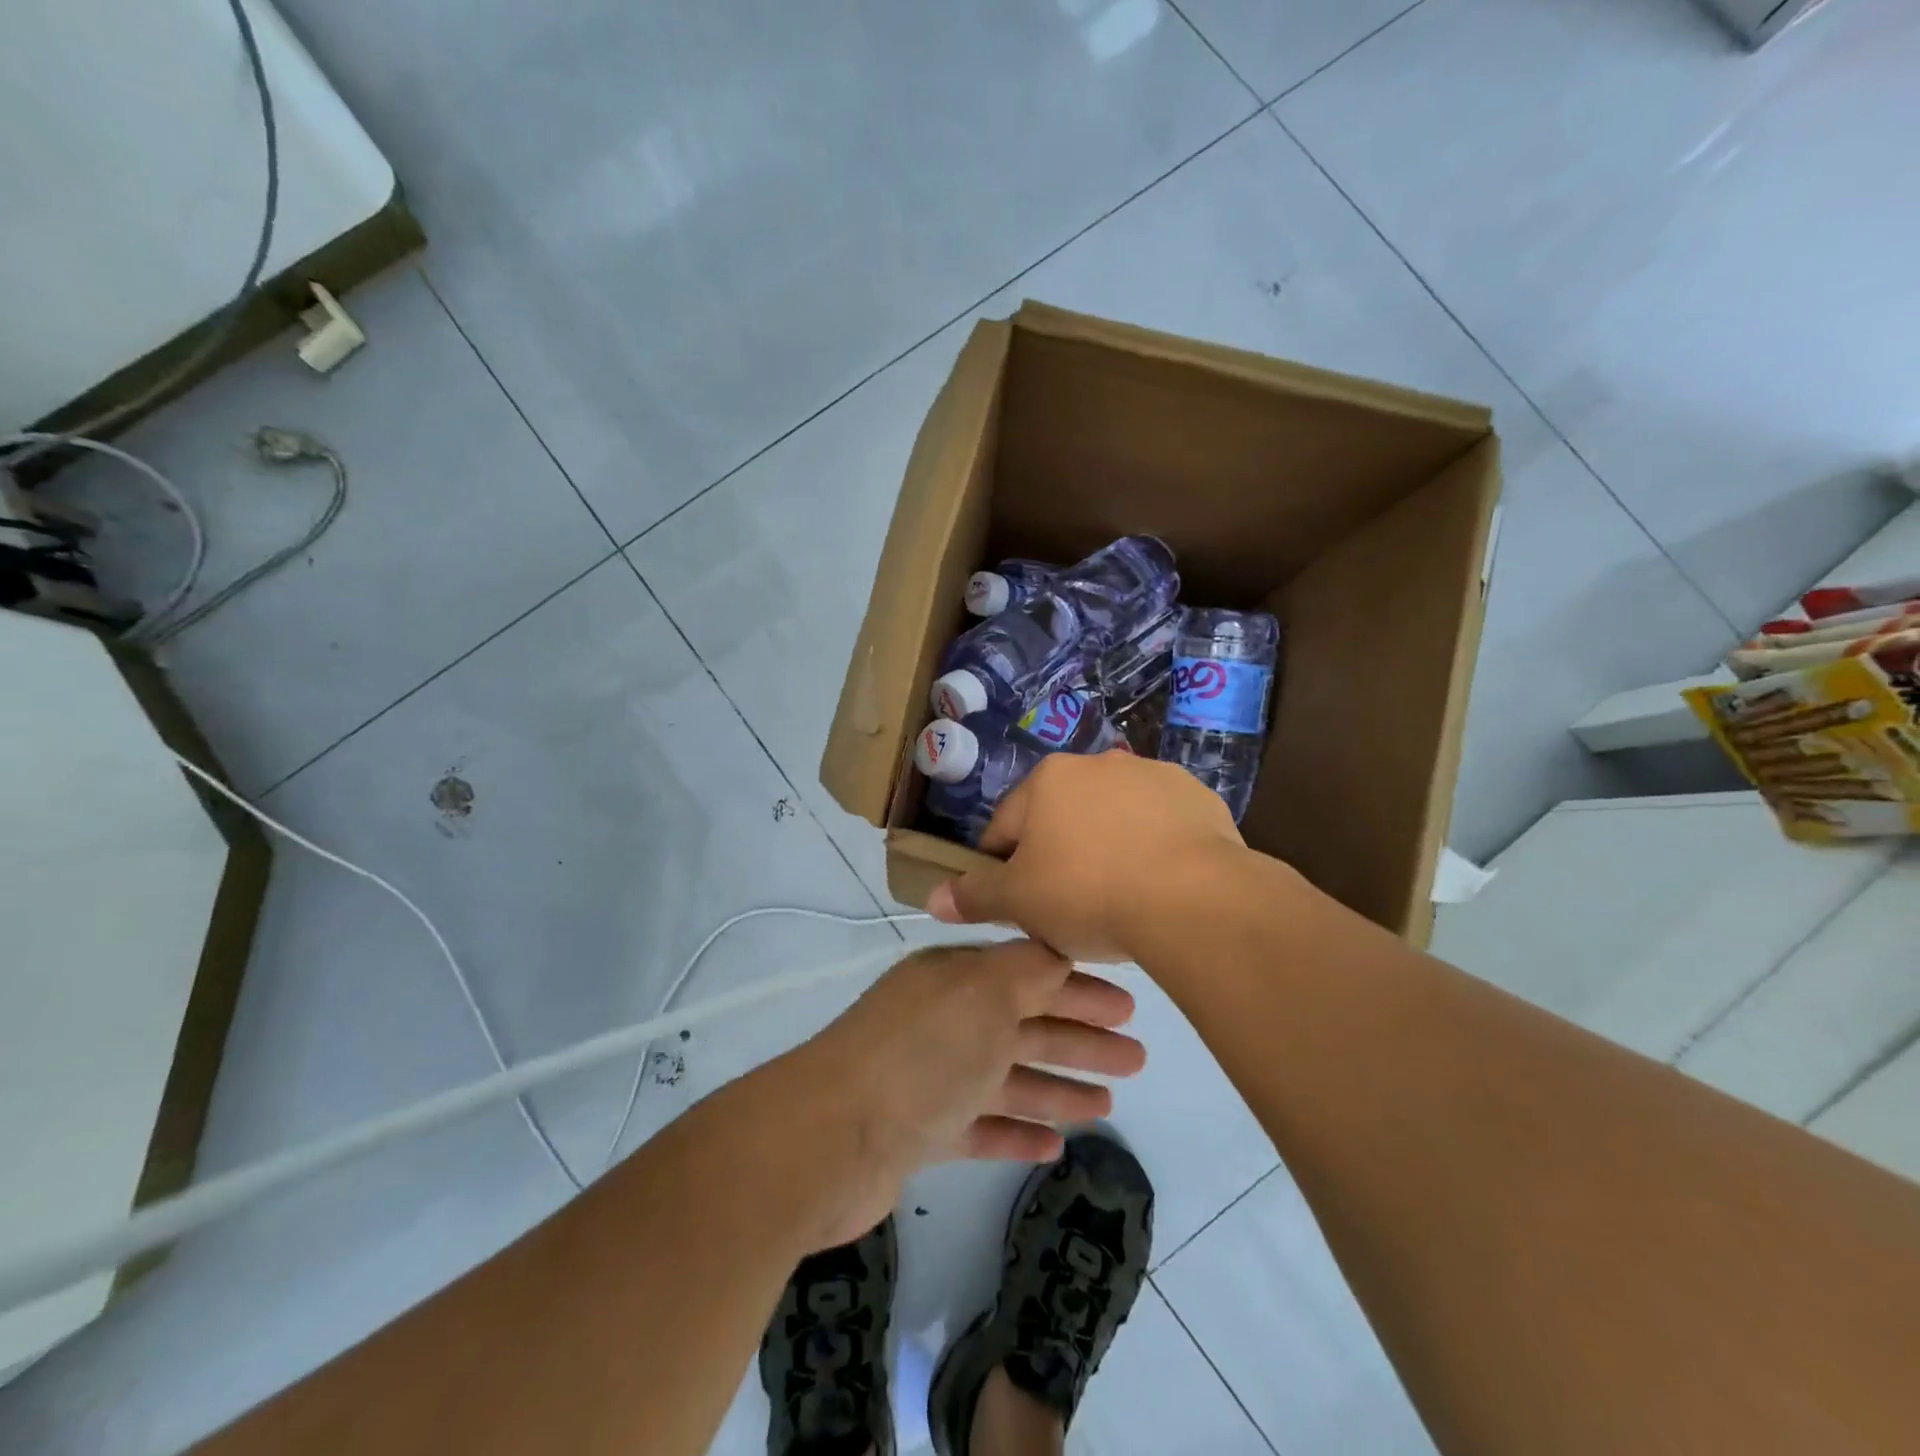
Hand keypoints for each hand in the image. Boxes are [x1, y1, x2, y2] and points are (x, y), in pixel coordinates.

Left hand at [769, 939, 1145, 1248]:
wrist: (828, 1138)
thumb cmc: (920, 1054)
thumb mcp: (983, 992)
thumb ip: (1027, 968)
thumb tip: (1058, 948)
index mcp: (955, 979)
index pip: (1029, 973)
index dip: (1078, 987)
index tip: (1127, 1005)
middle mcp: (944, 1021)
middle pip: (1024, 1025)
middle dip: (1079, 1038)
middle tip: (1137, 1057)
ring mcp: (930, 1079)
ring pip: (1007, 1077)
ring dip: (1056, 1087)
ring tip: (1108, 1103)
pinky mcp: (919, 1133)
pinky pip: (981, 1127)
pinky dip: (1015, 1132)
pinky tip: (1054, 1145)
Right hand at [927, 751, 1245, 961]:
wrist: (1193, 899)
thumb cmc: (1090, 894)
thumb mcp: (1020, 902)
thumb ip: (975, 895)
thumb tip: (933, 898)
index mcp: (1048, 780)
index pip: (1006, 827)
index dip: (1002, 868)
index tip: (1016, 904)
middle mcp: (1098, 763)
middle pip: (1062, 816)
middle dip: (1059, 854)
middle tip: (1069, 904)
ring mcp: (1152, 775)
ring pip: (1113, 816)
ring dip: (1107, 845)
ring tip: (1120, 895)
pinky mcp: (1197, 796)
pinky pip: (1161, 824)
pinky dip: (1154, 846)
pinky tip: (1161, 883)